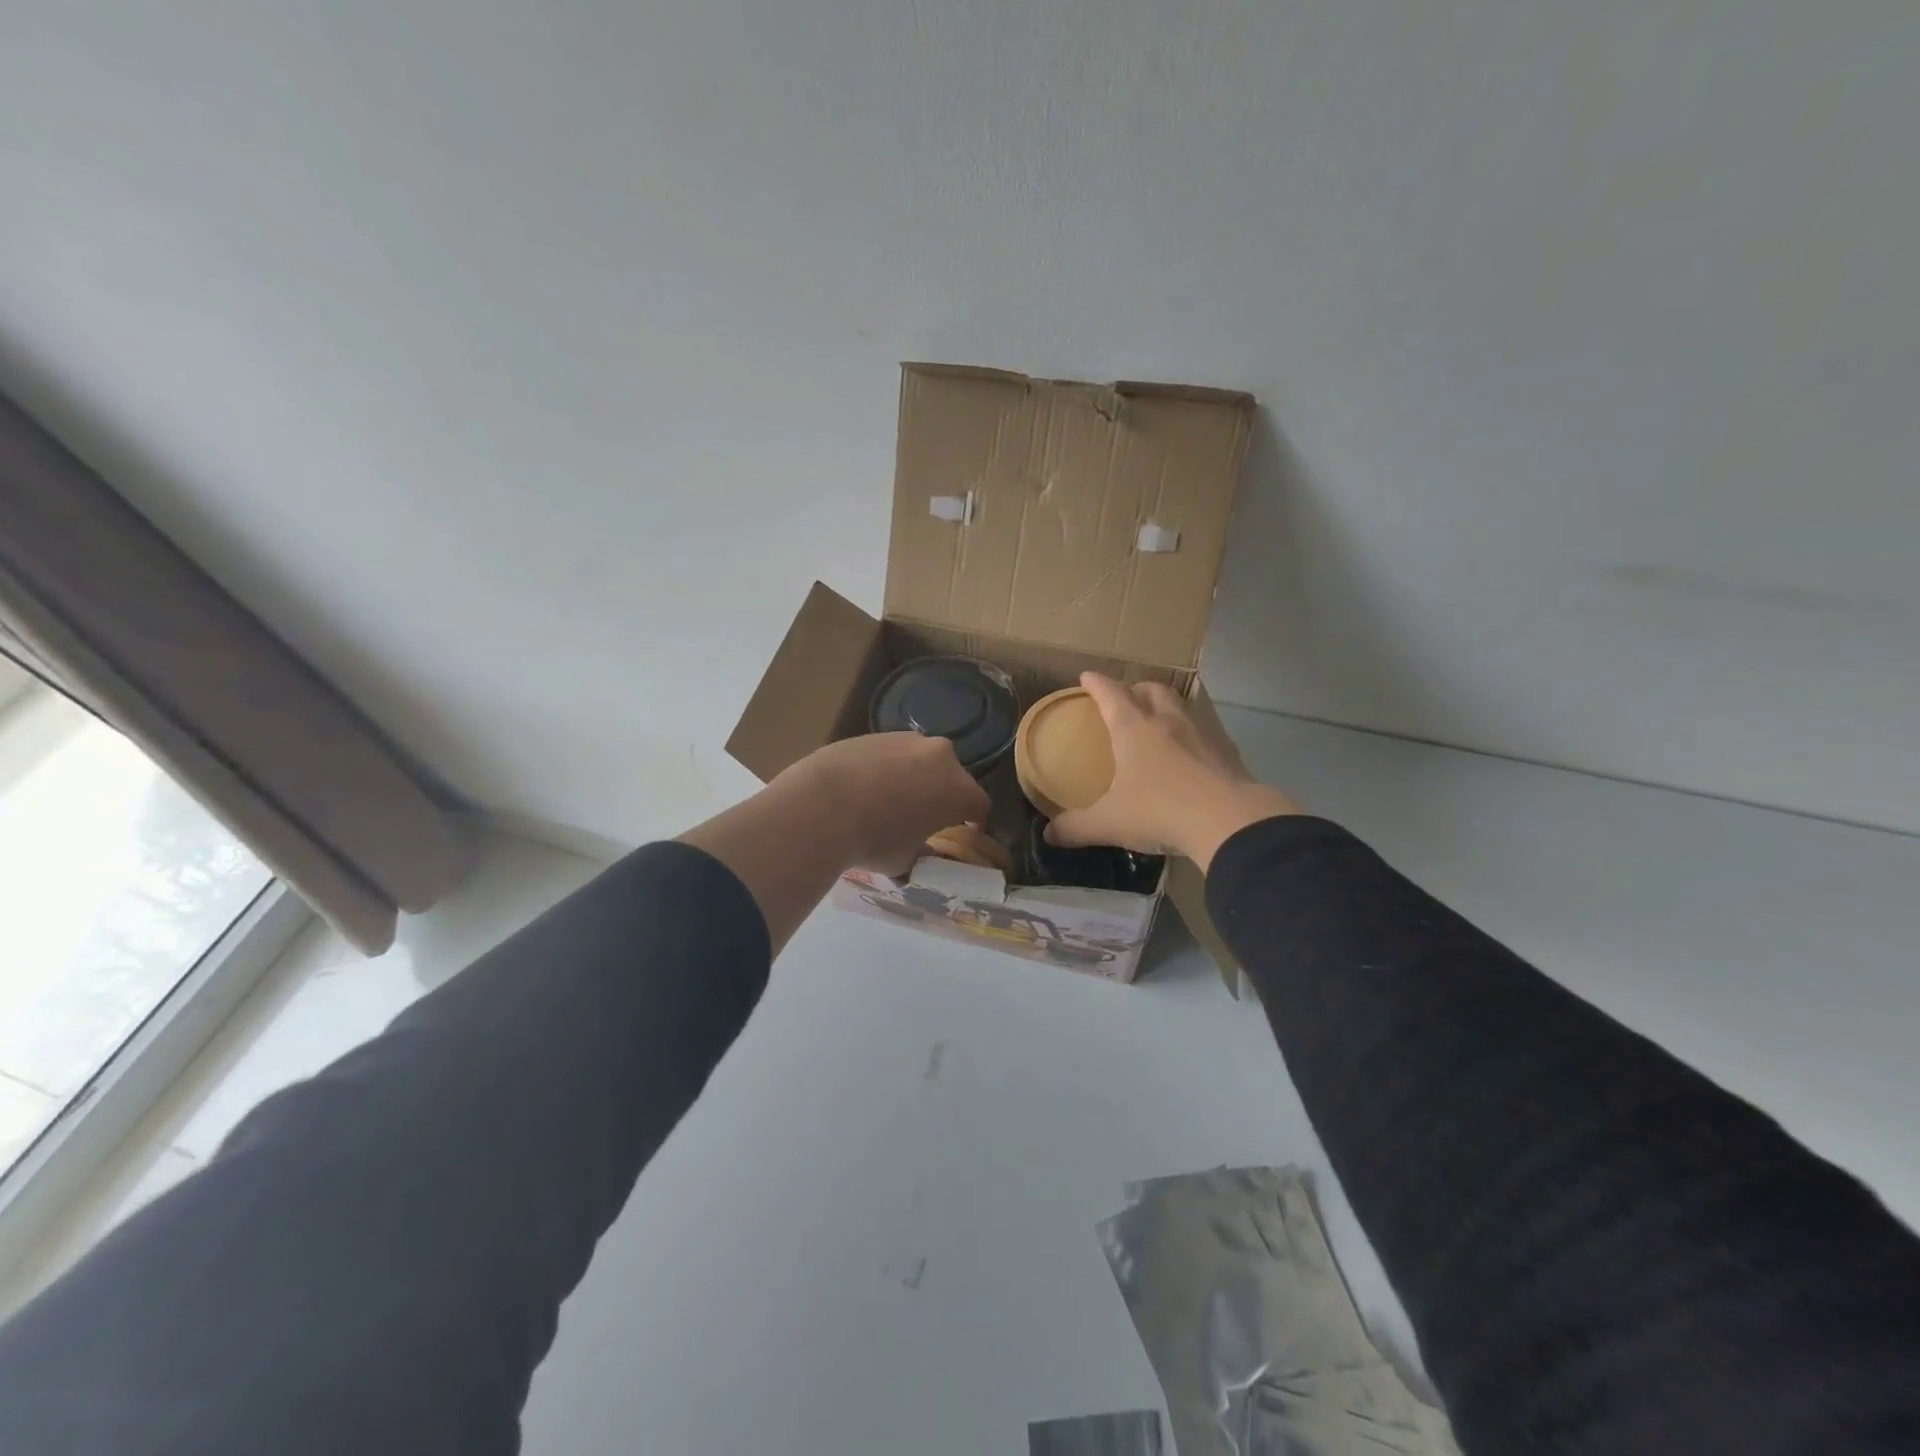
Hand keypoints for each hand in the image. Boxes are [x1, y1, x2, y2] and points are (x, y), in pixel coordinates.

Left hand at [778, 732, 989, 876]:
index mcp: (958, 789)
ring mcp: (906, 739)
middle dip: (943, 793)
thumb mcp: (904, 860)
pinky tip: (865, 787)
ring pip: (920, 760)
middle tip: (927, 815)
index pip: (979, 804)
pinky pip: (890, 753)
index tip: (966, 830)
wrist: (821, 805)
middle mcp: (939, 756)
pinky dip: (886, 768)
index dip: (974, 820)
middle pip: (951, 776)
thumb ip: (921, 852)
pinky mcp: (874, 734)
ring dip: (915, 777)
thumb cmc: (873, 840)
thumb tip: (921, 851)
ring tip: (892, 800)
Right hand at [1046, 673, 1300, 869]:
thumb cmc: (1160, 811)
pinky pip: (1205, 733)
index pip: (1111, 694)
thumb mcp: (1109, 822)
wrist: (1229, 821)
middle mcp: (1168, 722)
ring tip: (1158, 722)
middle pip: (1152, 690)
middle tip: (1127, 698)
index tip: (1087, 676)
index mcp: (1134, 729)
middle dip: (1136, 688)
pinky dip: (1192, 736)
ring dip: (1167, 707)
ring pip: (1182, 706)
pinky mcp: (1227, 753)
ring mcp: (1202, 734)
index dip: (1097, 684)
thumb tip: (1050, 835)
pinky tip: (1190, 756)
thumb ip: (1077, 827)